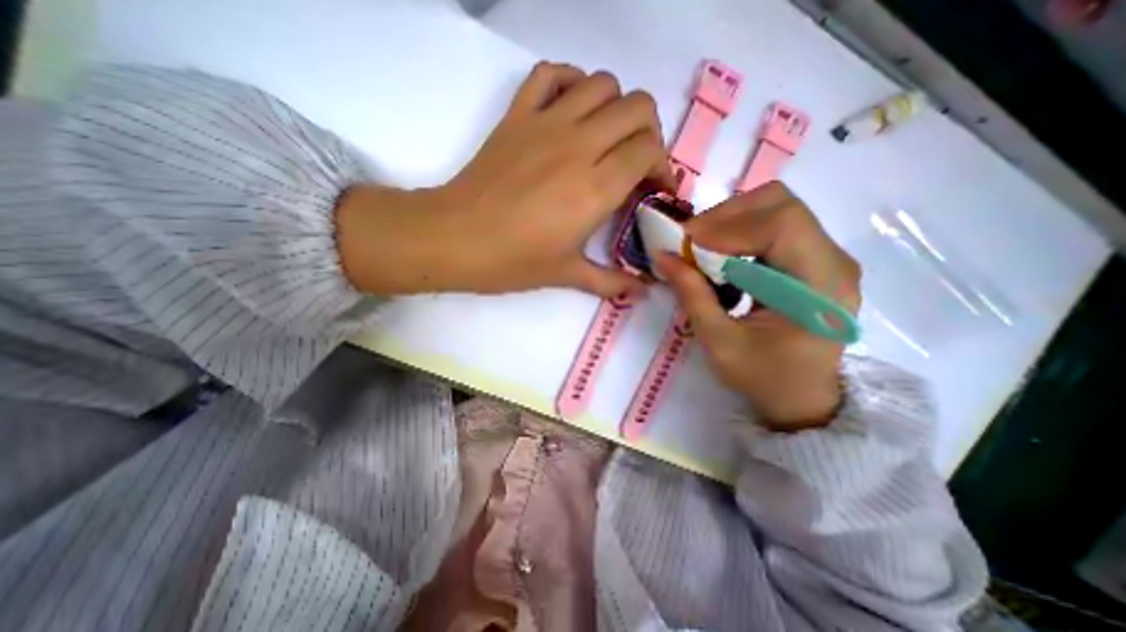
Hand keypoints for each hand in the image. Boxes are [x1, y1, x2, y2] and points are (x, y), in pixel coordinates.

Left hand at [333, 60, 667, 294]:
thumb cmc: (513, 262)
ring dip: (616, 107)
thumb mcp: (567, 275)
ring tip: (607, 139)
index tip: (655, 189)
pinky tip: (571, 112)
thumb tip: (643, 293)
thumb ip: (611, 282)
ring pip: (602, 84)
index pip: (649, 151)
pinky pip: (551, 74)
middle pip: (637, 107)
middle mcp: (579, 146)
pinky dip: (571, 83)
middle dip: (649, 133)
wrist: (455, 239)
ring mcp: (546, 123)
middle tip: (637, 163)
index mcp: (596, 188)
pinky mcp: (518, 115)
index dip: (662, 167)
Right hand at [652, 182, 863, 429]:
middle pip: (781, 204)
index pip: (781, 225)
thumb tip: (662, 255)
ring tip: (701, 247)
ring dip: (731, 221)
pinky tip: (721, 255)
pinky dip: (740, 232)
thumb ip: (692, 294)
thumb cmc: (763, 377)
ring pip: (777, 208)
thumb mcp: (719, 342)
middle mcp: (834, 261)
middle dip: (727, 216)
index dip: (728, 226)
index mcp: (820, 287)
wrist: (802, 396)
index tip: (686, 242)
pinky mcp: (813, 258)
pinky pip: (774, 225)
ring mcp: (827, 256)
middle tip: (691, 240)